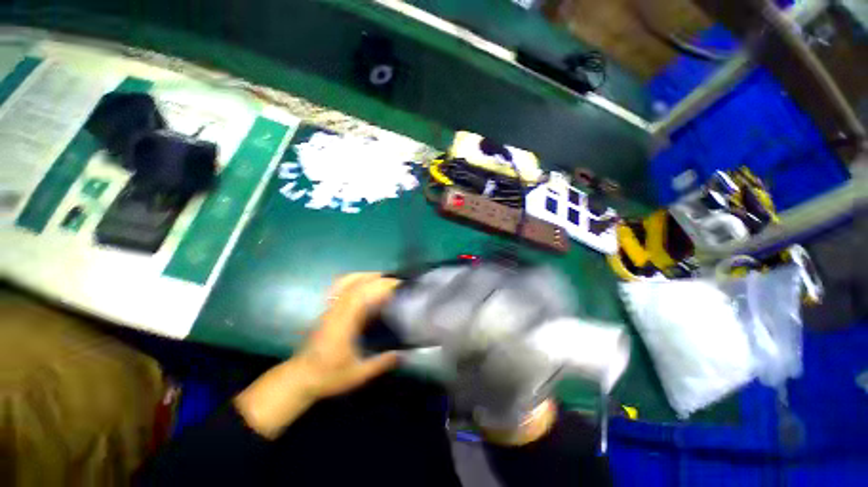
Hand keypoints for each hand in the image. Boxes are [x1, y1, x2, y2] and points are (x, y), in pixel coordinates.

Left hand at [235, 273, 400, 438]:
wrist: (300, 378)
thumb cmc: (329, 376)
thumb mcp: (357, 374)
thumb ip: (381, 363)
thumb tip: (403, 354)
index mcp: (343, 324)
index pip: (361, 296)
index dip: (379, 287)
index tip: (397, 286)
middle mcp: (336, 311)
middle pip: (355, 284)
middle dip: (377, 279)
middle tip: (395, 282)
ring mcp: (329, 309)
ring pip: (345, 282)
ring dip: (365, 276)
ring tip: (382, 279)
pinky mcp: (327, 310)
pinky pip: (339, 287)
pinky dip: (353, 280)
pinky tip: (362, 283)